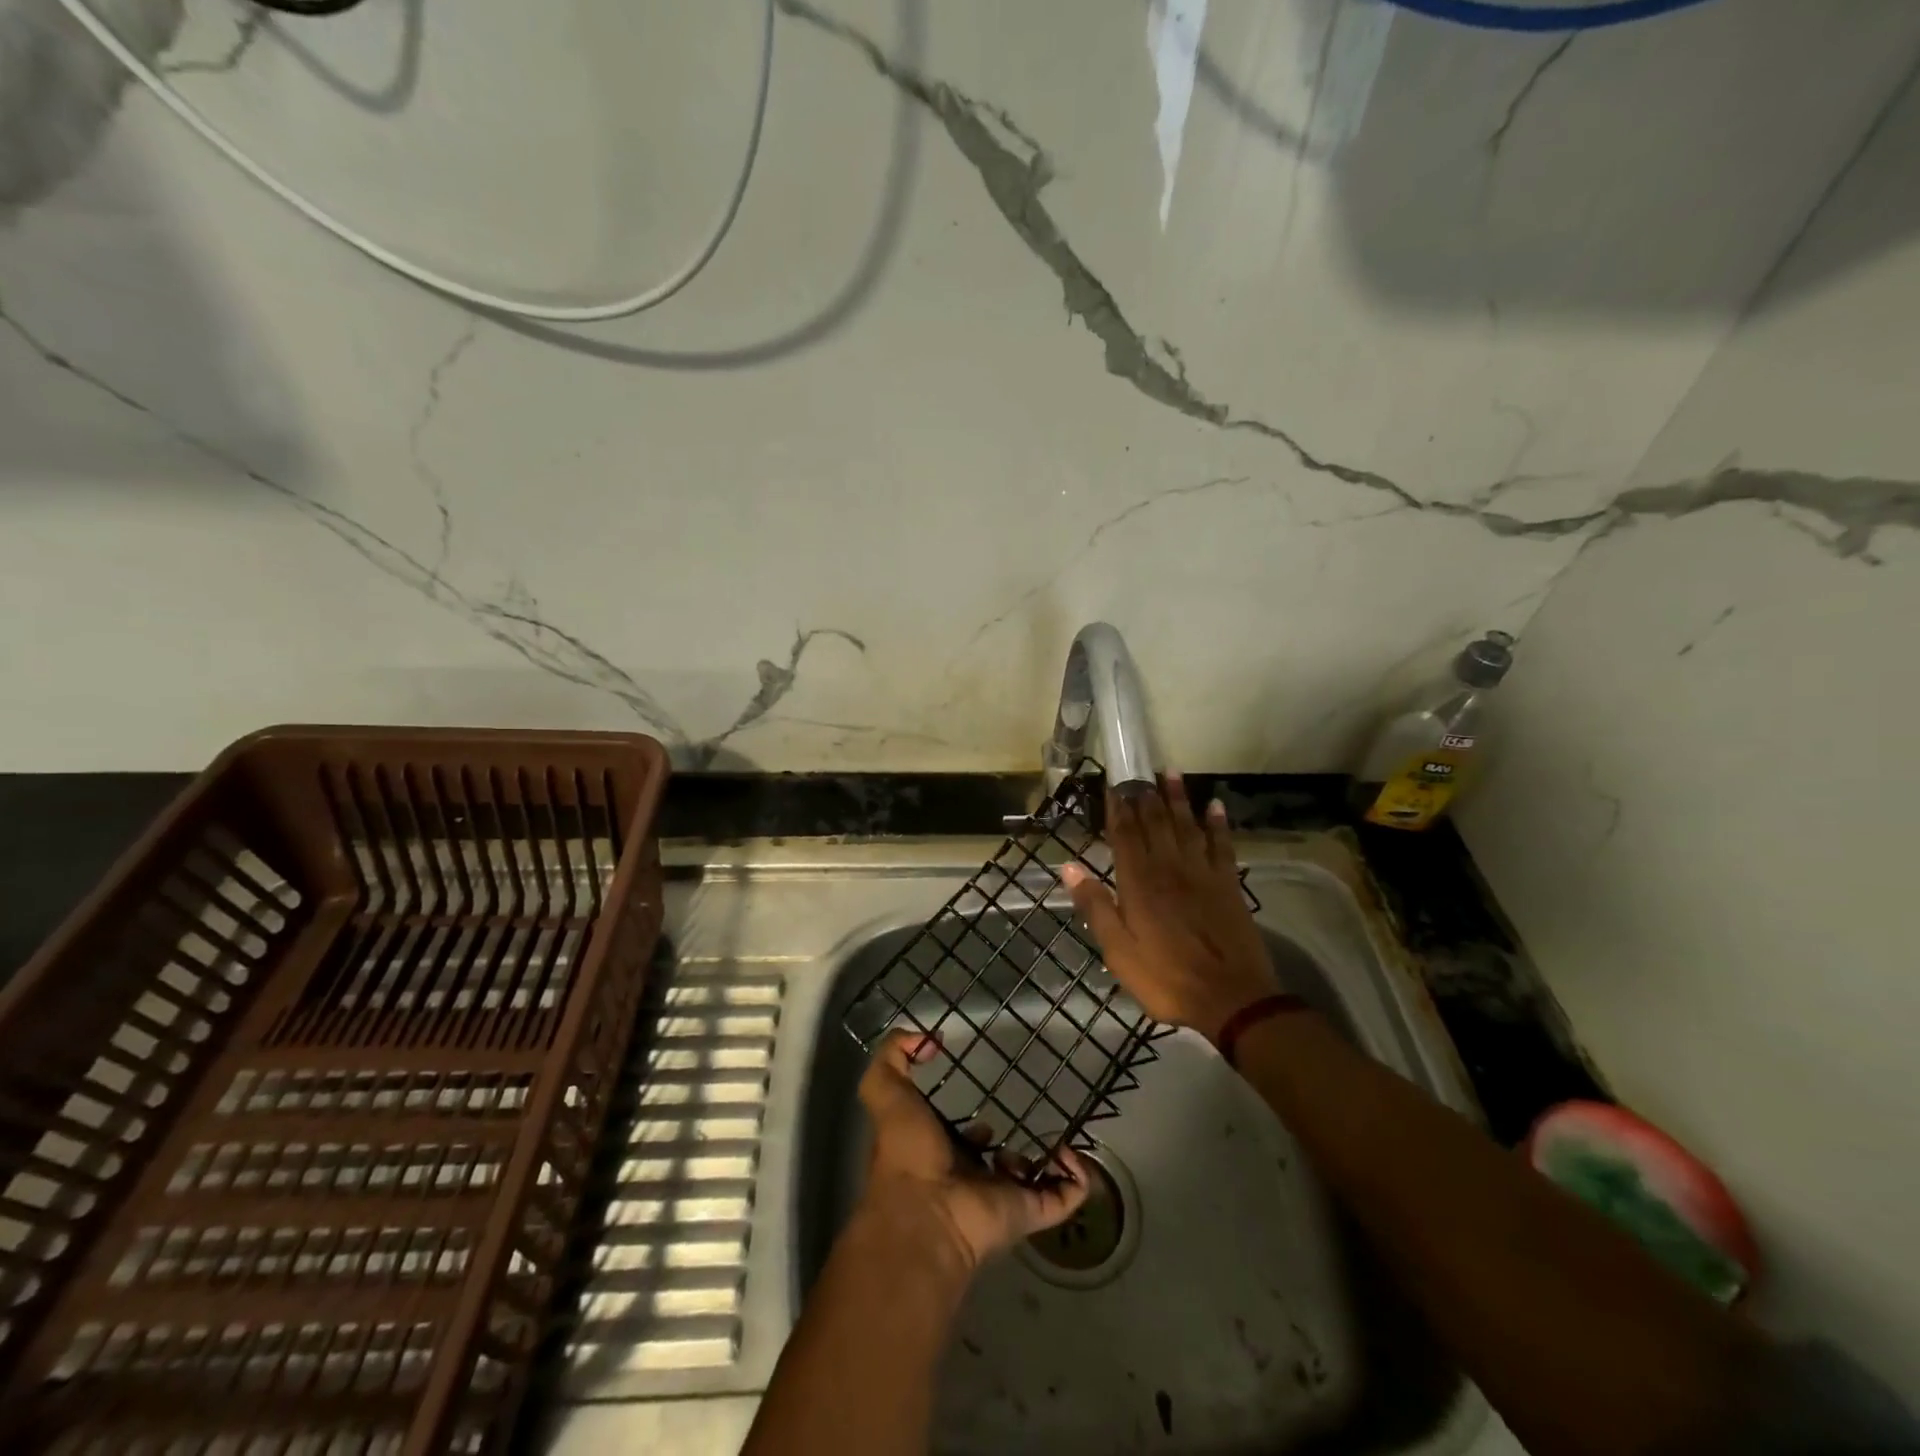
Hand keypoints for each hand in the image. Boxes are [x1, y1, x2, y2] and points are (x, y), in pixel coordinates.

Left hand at [857, 1031, 1091, 1274]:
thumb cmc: (906, 1150)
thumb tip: (926, 1039)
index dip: (971, 1126)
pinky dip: (1077, 1179)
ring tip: (1059, 1137)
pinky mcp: (1029, 1211)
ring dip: (1048, 1161)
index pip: (960, 1139)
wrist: (926, 1213)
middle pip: (997, 1161)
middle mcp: (970, 1176)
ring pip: (1033, 1179)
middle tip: (1031, 1117)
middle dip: (1011, 1145)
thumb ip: (893, 1056)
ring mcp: (1002, 1196)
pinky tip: (1073, 1152)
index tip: (985, 1104)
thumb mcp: (885, 1090)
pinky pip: (1063, 1197)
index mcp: (938, 1152)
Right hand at [1061, 775, 1279, 1042]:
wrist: (1231, 999)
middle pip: (1155, 823)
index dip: (1117, 809)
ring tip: (1171, 772)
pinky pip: (1222, 845)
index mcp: (1139, 884)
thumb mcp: (1118, 951)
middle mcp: (1169, 869)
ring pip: (1187, 826)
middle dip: (1145, 796)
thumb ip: (1095, 907)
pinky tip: (1215, 806)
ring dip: (1179, 798)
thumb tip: (1069, 867)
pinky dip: (1218, 824)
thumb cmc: (1166, 978)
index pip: (1124, 836)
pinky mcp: (1228, 885)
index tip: (1112, 785)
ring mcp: (1202, 874)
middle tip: (1139, 771)